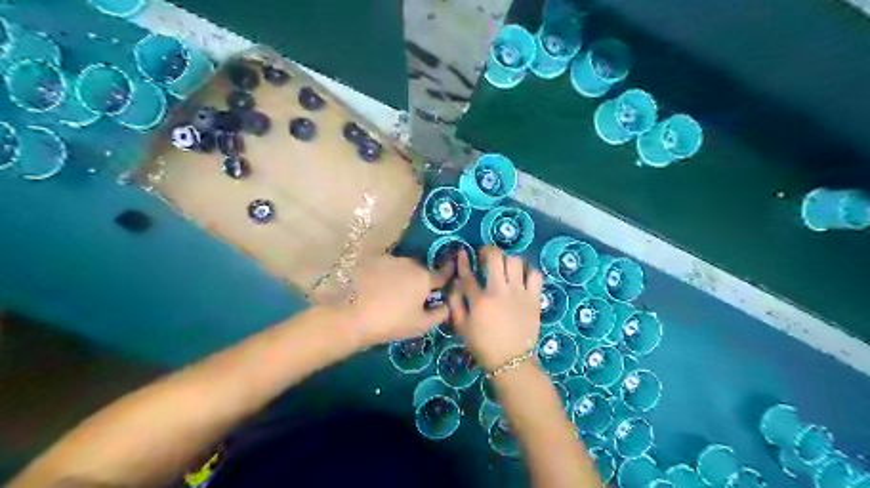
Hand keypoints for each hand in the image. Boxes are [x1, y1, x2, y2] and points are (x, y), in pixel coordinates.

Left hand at [343, 255, 452, 346]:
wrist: (353, 316)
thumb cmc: (391, 323)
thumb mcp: (421, 325)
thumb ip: (440, 313)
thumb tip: (448, 304)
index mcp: (424, 278)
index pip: (442, 273)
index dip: (448, 274)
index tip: (451, 273)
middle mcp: (410, 263)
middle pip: (421, 270)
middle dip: (420, 279)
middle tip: (413, 295)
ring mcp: (389, 259)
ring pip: (403, 266)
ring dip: (402, 275)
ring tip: (392, 292)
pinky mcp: (372, 260)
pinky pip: (386, 266)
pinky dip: (386, 273)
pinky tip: (377, 287)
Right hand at [452, 245, 540, 370]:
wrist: (512, 361)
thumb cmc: (483, 345)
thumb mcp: (461, 327)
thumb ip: (455, 303)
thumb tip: (456, 284)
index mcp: (480, 300)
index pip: (468, 273)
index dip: (463, 261)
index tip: (462, 253)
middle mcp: (500, 291)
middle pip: (495, 257)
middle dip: (488, 251)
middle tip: (486, 256)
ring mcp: (519, 293)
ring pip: (516, 261)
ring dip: (508, 260)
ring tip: (505, 266)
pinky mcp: (534, 298)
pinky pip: (535, 274)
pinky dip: (529, 272)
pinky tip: (522, 277)